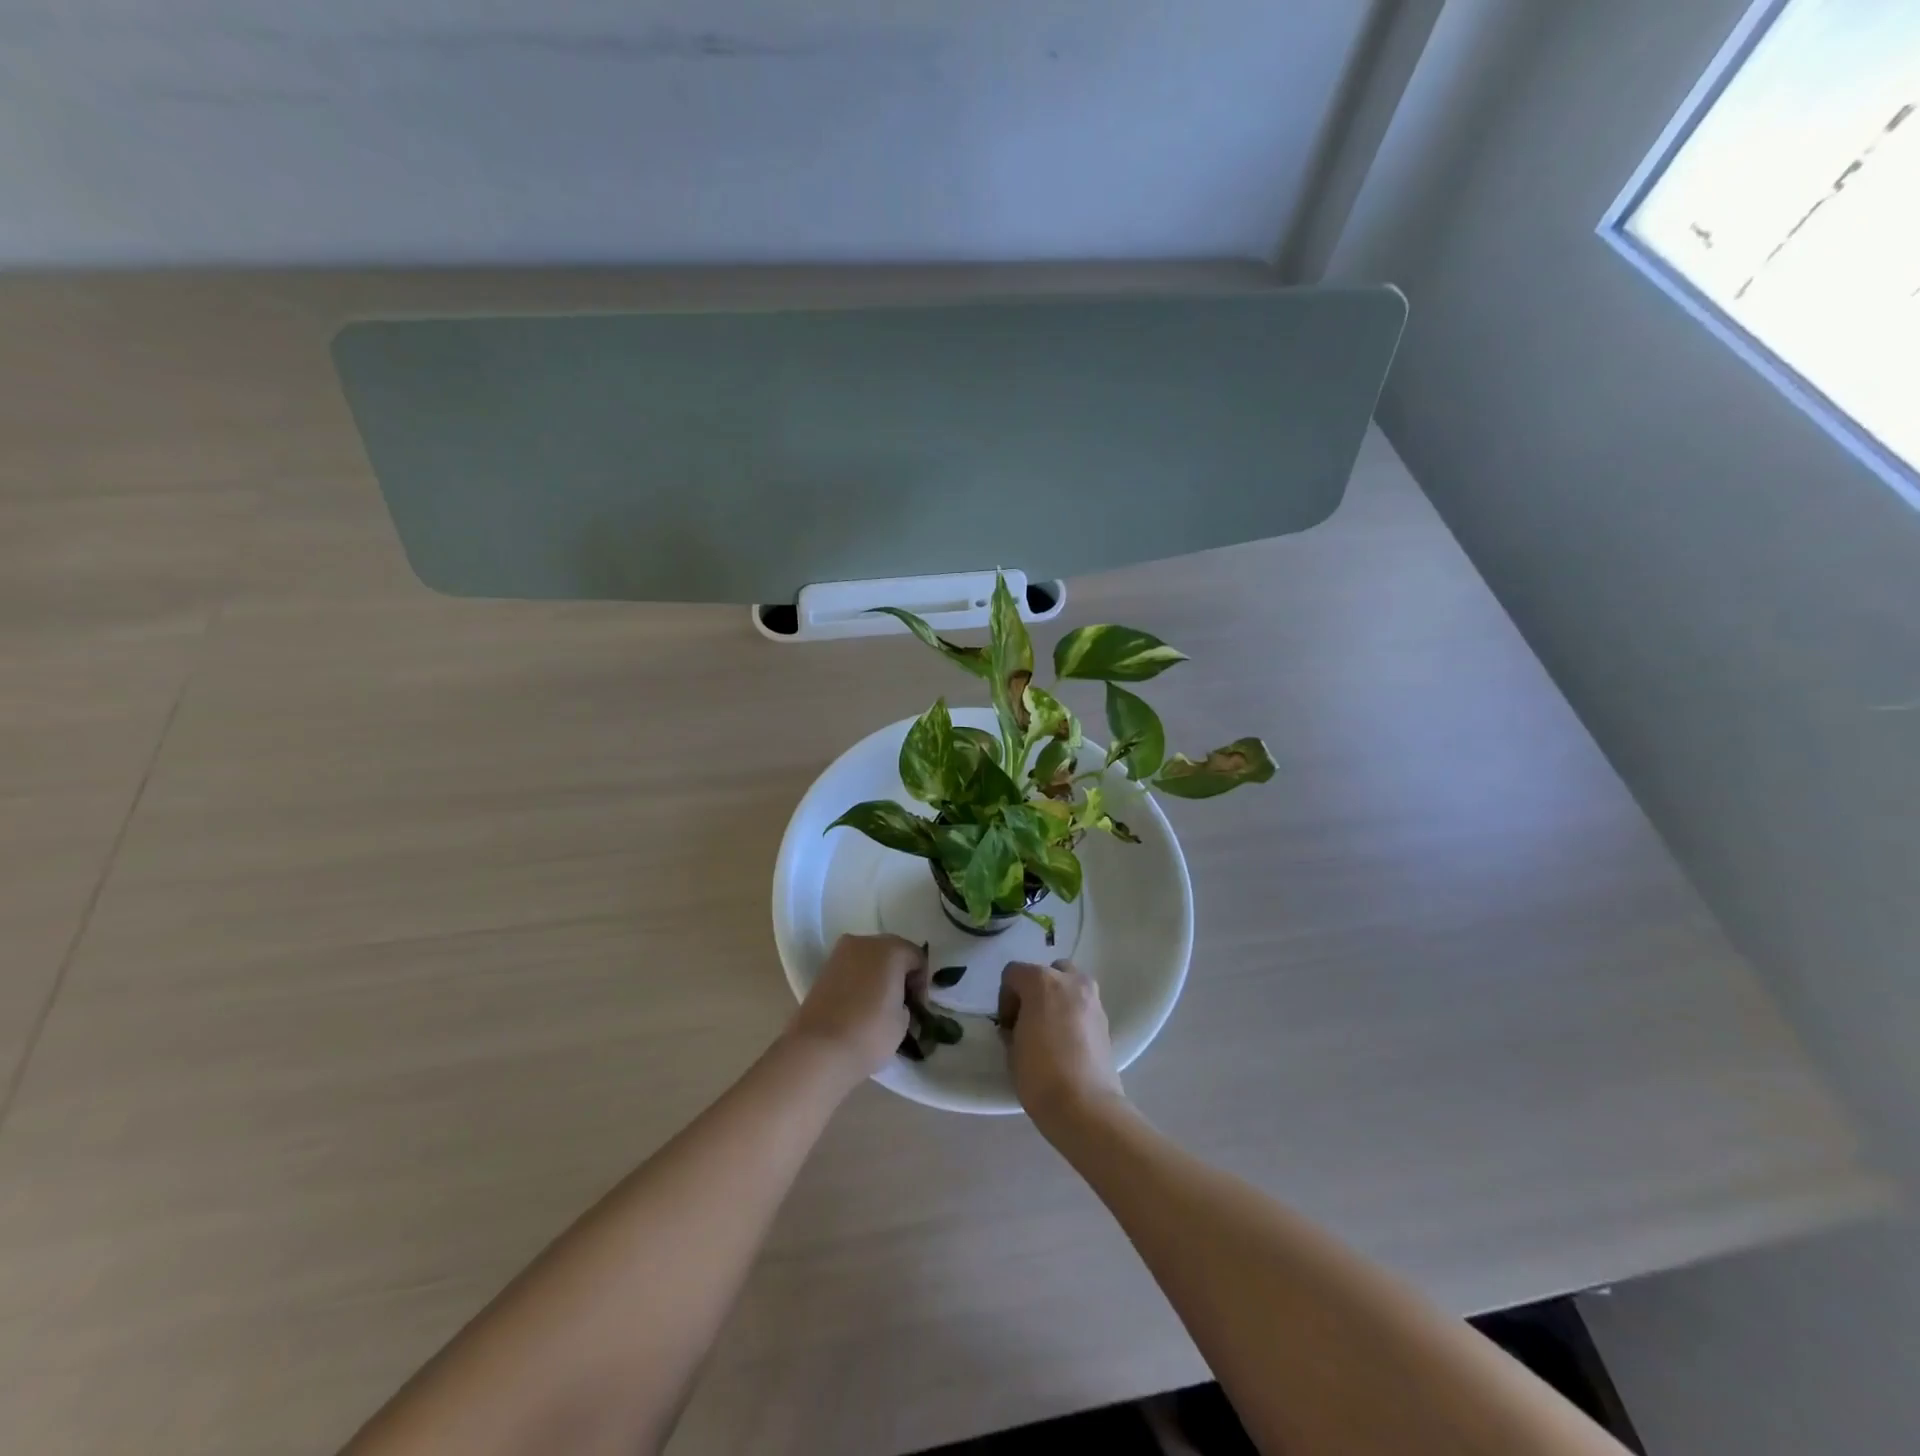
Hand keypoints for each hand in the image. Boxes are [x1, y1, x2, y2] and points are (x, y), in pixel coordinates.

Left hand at [786, 934, 926, 1088]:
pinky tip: (860, 1005)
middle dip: (900, 973)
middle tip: (902, 1003)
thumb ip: (904, 1002)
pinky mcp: (822, 970)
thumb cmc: (870, 1033)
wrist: (818, 1050)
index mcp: (891, 949)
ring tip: (879, 1005)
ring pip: (868, 959)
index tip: (918, 1007)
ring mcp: (839, 954)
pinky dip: (859, 980)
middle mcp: (864, 942)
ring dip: (878, 975)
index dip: (922, 983)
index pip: (917, 958)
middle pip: (891, 952)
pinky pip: (851, 969)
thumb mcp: (903, 1021)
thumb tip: (895, 1002)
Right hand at [997, 960, 1124, 1128]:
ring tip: (1050, 1029)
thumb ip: (1013, 1026)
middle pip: (1046, 971)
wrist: (1085, 1106)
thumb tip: (1018, 1026)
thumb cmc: (1040, 1074)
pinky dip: (1073, 1013)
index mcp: (1041, 981)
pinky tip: (1067, 1041)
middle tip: (1028, 1020)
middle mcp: (1070, 981)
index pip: (1013, 973)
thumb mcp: (1012, 1048)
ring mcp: (1092, 998)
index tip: (1007, 1025)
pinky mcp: (1106, 1019)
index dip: (1005, 997)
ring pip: (1070, 984)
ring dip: (1057, 998)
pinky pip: (1083, 1005)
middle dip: (1035, 990)